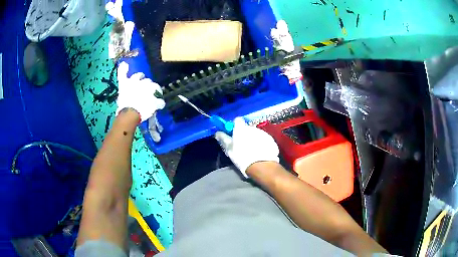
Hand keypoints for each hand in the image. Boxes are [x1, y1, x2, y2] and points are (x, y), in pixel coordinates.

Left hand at [116, 62, 164, 123]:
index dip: (157, 92)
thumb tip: (161, 102)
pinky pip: (122, 74)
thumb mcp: (154, 108)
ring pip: (137, 76)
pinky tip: (124, 65)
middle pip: (147, 81)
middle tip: (147, 91)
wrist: (130, 113)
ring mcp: (132, 82)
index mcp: (151, 87)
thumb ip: (158, 103)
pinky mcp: (123, 84)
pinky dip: (123, 69)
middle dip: (148, 85)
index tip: (157, 97)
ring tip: (140, 78)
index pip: (156, 87)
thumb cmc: (143, 111)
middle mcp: (143, 82)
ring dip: (139, 77)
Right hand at [215, 117, 279, 177]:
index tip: (232, 134)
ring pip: (255, 134)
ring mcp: (263, 133)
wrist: (261, 164)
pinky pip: (263, 139)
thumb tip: (217, 132)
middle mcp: (252, 127)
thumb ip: (223, 138)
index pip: (237, 120)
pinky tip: (259, 153)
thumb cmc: (241, 155)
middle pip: (246, 128)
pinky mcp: (270, 139)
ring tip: (251, 151)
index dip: (234, 126)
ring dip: (252, 139)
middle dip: (243, 134)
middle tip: (241, 145)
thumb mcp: (229, 148)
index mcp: (241, 128)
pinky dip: (261, 144)